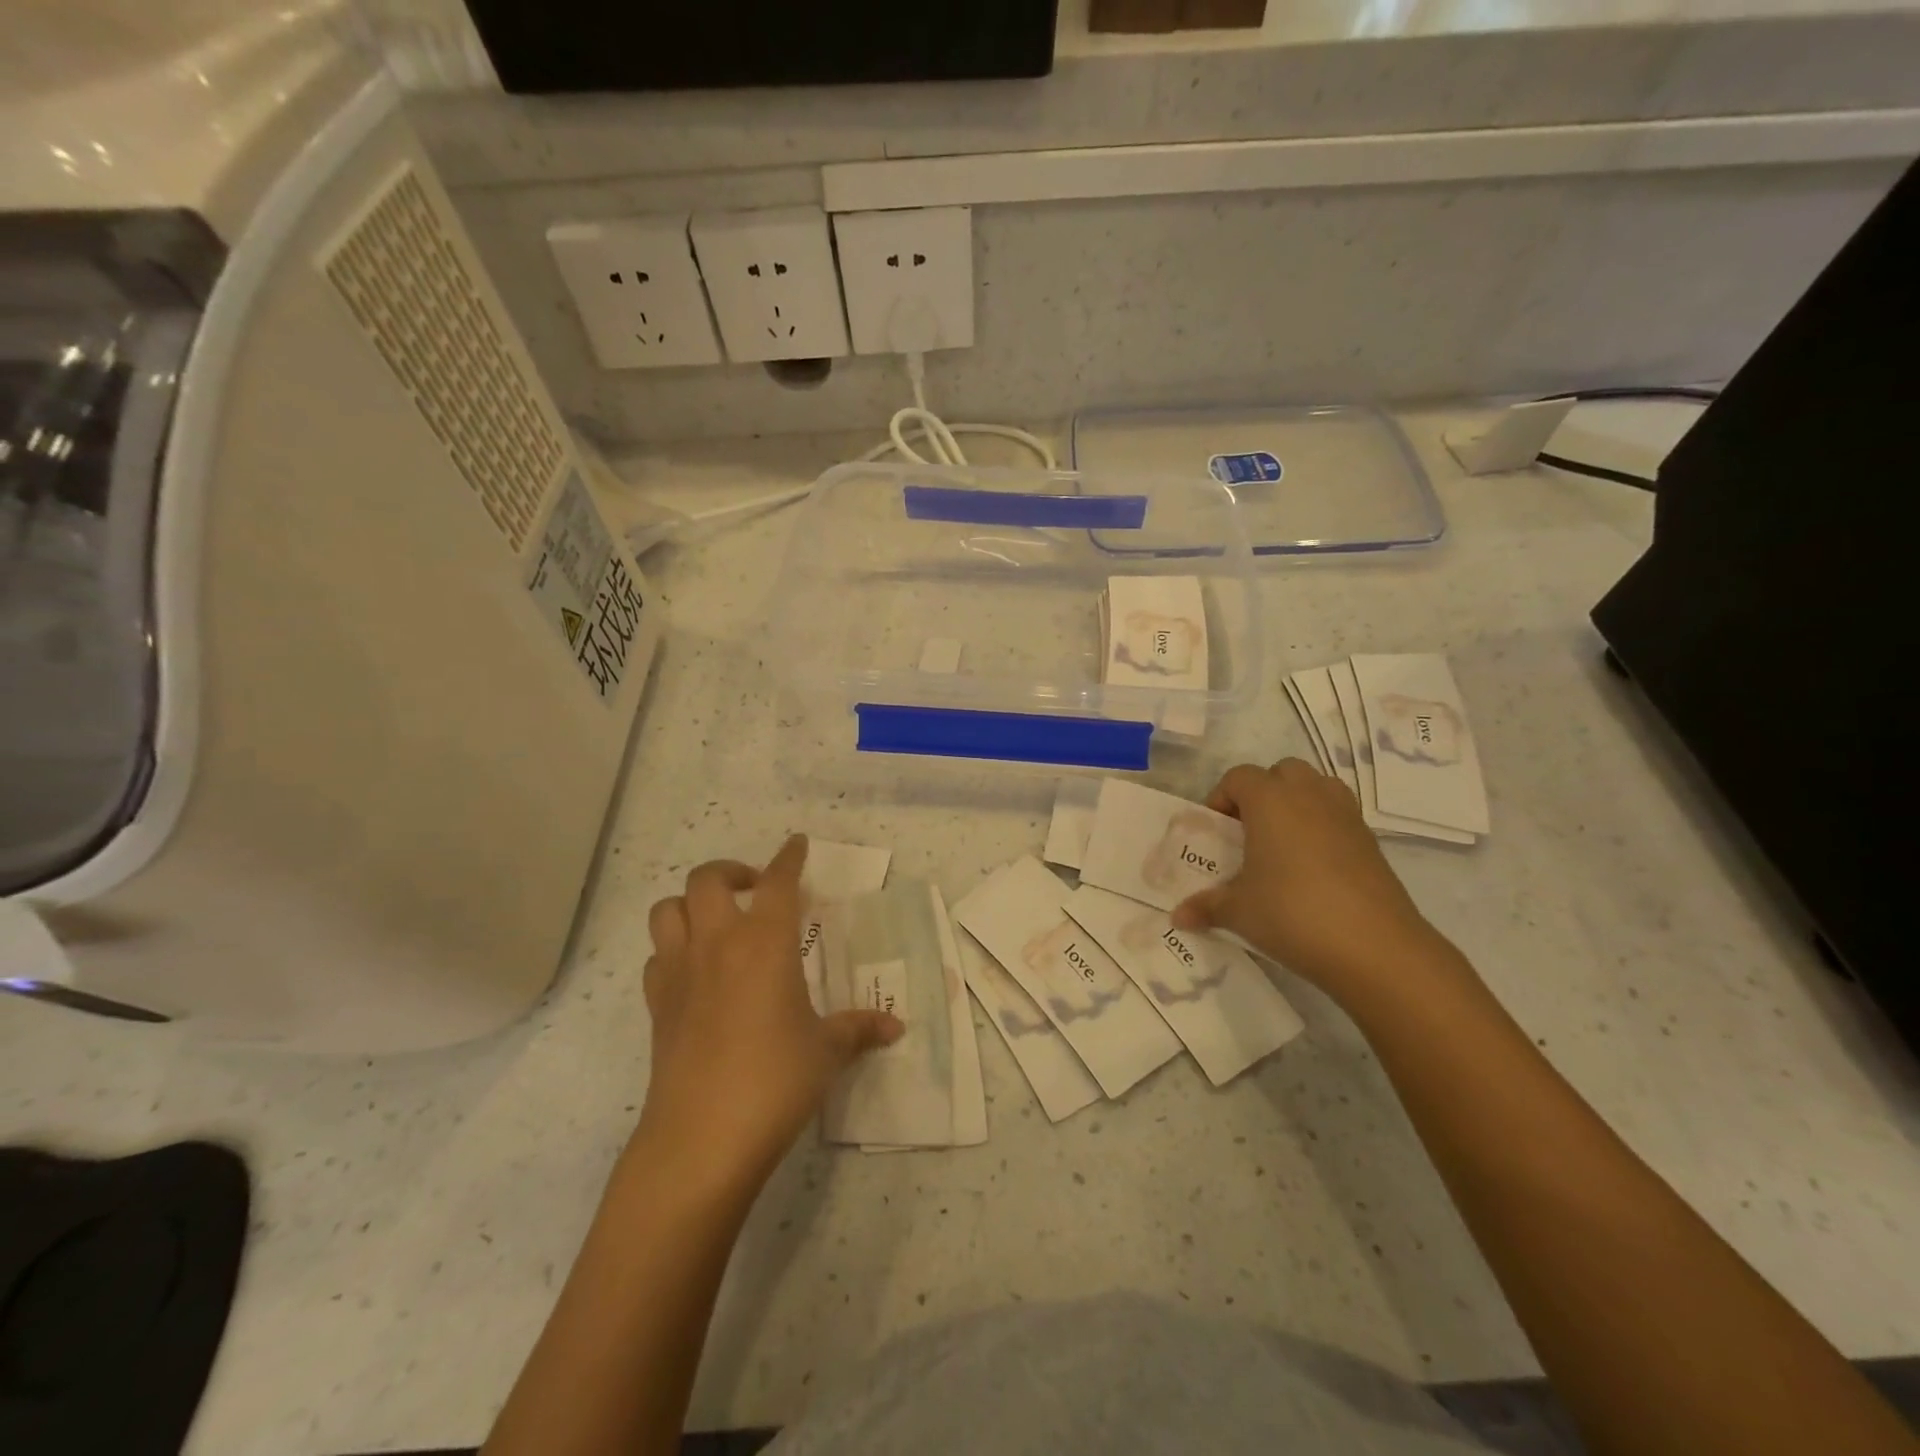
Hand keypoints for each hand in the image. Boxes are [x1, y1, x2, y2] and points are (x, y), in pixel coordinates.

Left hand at [637, 835, 901, 1189]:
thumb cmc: (775, 1081)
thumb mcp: (826, 1051)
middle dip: (732, 871)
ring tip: (718, 922)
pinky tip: (696, 973)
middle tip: (755, 889)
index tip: (798, 844)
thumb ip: (859, 1030)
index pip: (778, 881)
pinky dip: (674, 951)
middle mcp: (717, 944)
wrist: (701, 1138)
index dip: (789, 857)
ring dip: (691, 904)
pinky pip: (657, 958)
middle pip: (707, 879)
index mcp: (765, 942)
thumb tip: (896, 1027)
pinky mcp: (656, 1005)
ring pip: (667, 910)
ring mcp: (679, 973)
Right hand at [1171, 759, 1445, 1001]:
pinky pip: (1339, 816)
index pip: (1238, 777)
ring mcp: (1346, 815)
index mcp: (1270, 800)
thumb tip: (1178, 916)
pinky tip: (1312, 869)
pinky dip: (1322, 828)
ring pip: (1316, 787)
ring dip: (1296, 804)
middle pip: (1281, 773)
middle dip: (1262, 793)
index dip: (1221, 798)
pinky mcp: (1371, 841)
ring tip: (1281, 844)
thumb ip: (1206, 906)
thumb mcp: (1238, 911)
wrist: (1375, 947)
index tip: (1215, 832)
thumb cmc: (1292, 914)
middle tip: (1248, 832)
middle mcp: (1309, 795)